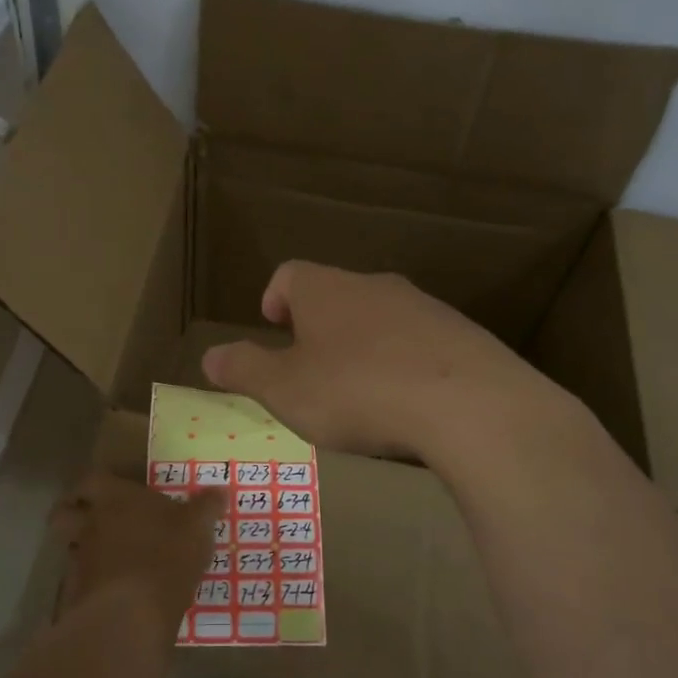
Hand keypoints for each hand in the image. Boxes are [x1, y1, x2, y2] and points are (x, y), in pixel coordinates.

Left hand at [51, 473, 223, 628]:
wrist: (132, 613)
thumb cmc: (166, 555)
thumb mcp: (198, 528)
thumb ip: (207, 507)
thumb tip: (220, 490)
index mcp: (115, 498)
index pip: (91, 480)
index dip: (92, 486)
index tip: (99, 492)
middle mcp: (90, 523)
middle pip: (65, 513)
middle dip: (72, 514)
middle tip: (91, 521)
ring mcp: (79, 559)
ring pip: (69, 546)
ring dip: (81, 549)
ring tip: (103, 558)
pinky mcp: (77, 594)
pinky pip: (78, 580)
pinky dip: (89, 582)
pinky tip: (109, 590)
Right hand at [200, 261, 548, 460]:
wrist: (468, 404)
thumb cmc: (357, 391)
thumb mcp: (285, 389)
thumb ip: (244, 370)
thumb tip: (209, 356)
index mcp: (326, 290)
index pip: (290, 274)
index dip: (275, 297)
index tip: (272, 326)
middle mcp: (374, 286)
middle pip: (337, 294)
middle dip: (319, 326)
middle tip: (310, 367)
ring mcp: (424, 308)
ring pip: (380, 317)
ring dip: (363, 345)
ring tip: (359, 392)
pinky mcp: (462, 337)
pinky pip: (420, 343)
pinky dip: (404, 364)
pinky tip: (407, 403)